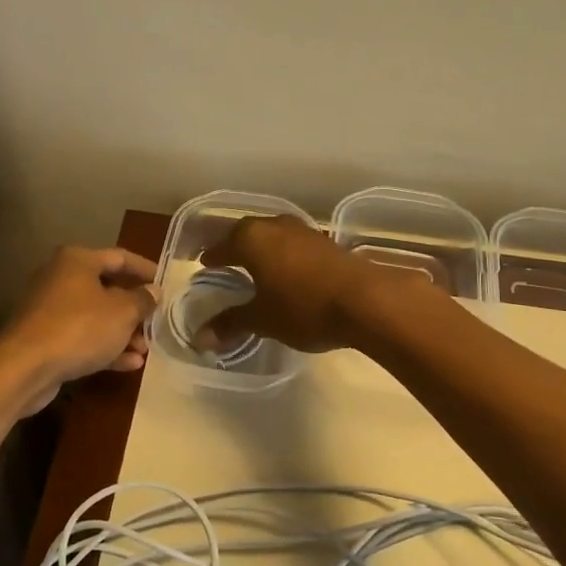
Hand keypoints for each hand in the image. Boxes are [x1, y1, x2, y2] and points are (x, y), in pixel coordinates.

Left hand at [0, 245, 158, 413]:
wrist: (24, 367)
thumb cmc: (79, 328)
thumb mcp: (122, 312)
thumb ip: (142, 300)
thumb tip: (153, 291)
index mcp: (78, 260)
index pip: (120, 257)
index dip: (146, 269)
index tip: (165, 283)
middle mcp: (61, 278)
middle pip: (107, 288)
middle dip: (134, 309)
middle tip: (155, 323)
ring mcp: (50, 309)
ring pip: (95, 316)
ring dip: (122, 332)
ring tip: (144, 350)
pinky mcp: (45, 337)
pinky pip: (82, 336)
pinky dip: (104, 347)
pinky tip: (129, 364)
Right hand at [199, 215, 417, 353]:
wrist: (366, 300)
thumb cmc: (303, 307)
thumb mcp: (262, 320)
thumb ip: (231, 324)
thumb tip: (200, 339)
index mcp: (250, 239)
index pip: (222, 246)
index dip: (212, 258)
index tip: (204, 265)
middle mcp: (274, 226)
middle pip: (246, 233)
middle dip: (235, 247)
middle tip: (226, 262)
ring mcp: (303, 231)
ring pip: (273, 236)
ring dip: (263, 249)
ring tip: (257, 267)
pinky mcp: (327, 242)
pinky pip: (294, 245)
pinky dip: (284, 255)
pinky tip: (288, 271)